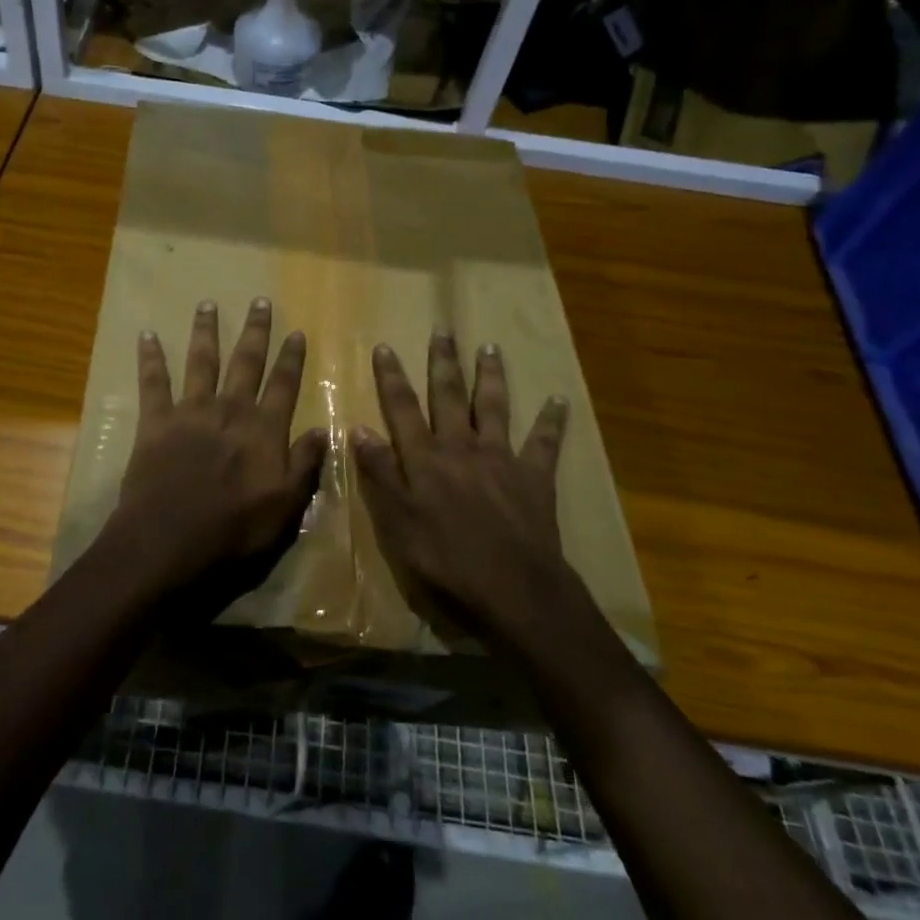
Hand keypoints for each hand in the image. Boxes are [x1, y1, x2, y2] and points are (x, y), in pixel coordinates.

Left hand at [100, 299, 328, 618]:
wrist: (168, 542)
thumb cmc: (233, 532)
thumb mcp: (285, 509)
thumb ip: (305, 466)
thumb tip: (324, 430)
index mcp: (263, 430)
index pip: (283, 385)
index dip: (292, 359)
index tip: (297, 332)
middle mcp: (229, 411)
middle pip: (245, 362)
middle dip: (255, 331)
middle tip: (260, 301)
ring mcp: (190, 412)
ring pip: (201, 362)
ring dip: (206, 331)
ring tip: (208, 304)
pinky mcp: (156, 422)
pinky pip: (153, 383)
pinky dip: (150, 358)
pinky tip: (147, 335)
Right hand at [351, 333, 577, 648]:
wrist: (513, 589)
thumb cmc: (445, 560)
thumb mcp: (397, 522)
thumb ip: (380, 474)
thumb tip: (360, 429)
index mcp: (425, 458)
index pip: (402, 409)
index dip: (392, 377)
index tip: (385, 346)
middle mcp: (461, 447)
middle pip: (448, 396)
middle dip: (442, 362)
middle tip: (442, 330)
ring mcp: (501, 458)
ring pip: (493, 407)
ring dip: (489, 376)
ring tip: (489, 347)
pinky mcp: (534, 476)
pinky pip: (544, 442)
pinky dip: (551, 421)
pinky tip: (559, 399)